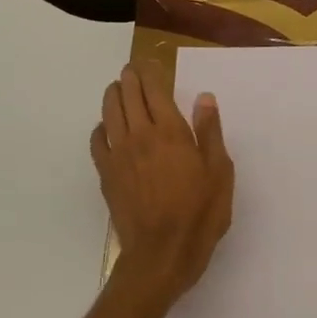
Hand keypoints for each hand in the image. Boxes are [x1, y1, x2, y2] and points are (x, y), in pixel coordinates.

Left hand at [92, 61, 233, 303]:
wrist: (161, 253)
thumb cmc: (199, 215)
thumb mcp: (219, 173)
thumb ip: (210, 133)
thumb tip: (205, 98)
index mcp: (170, 132)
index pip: (155, 90)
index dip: (150, 73)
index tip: (150, 64)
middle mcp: (140, 136)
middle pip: (128, 96)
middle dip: (129, 78)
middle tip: (132, 70)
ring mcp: (118, 155)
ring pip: (109, 113)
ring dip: (112, 96)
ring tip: (117, 89)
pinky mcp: (106, 175)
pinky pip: (97, 142)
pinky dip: (101, 128)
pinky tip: (106, 128)